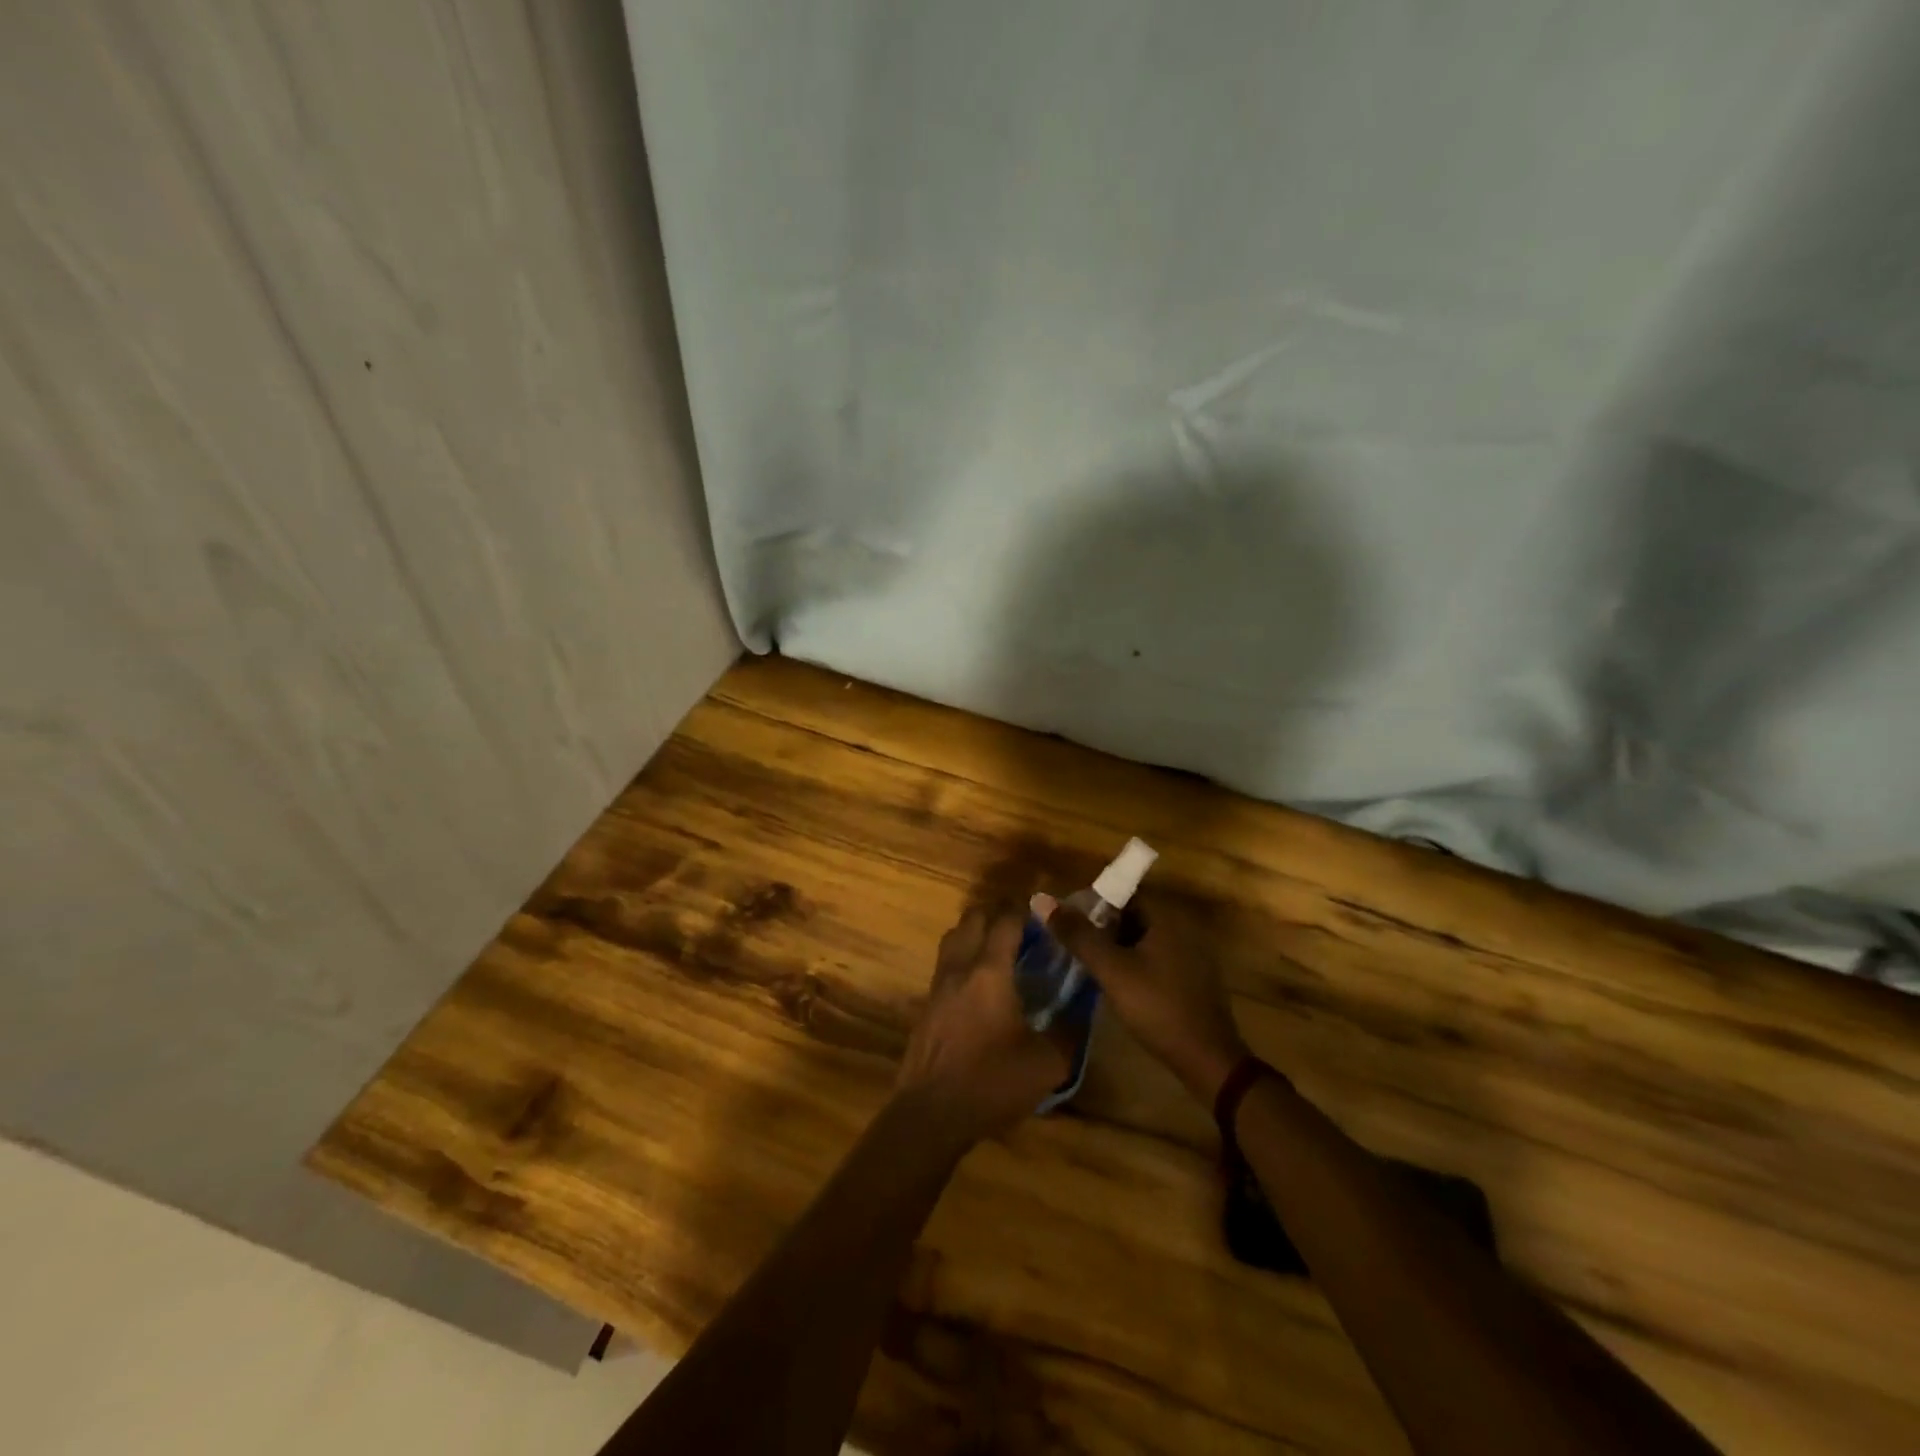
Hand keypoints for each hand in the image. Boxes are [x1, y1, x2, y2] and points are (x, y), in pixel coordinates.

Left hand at [896, 904, 1070, 1145]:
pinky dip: (964, 955)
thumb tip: (1084, 1009)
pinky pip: (946, 961)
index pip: (1006, 920)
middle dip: (999, 913)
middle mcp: (960, 967)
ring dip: (977, 931)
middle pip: (974, 918)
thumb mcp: (1047, 1064)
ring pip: (955, 936)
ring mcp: (938, 984)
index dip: (1025, 910)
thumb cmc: (991, 1083)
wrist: (931, 1114)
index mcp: (990, 972)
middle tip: (1025, 928)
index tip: (1045, 913)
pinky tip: (980, 981)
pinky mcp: (927, 1003)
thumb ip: (1070, 1031)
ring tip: (1001, 948)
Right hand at [1040, 896, 1247, 1104]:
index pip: (1124, 892)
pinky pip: (1156, 957)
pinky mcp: (1192, 976)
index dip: (1093, 903)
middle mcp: (1182, 926)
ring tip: (1087, 962)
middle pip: (1133, 914)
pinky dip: (1133, 962)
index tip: (1068, 922)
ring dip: (1116, 946)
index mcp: (1167, 916)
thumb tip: (1041, 899)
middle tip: (1073, 944)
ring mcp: (1191, 953)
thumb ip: (1078, 934)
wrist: (1207, 1059)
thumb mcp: (1112, 970)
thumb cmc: (1157, 1007)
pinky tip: (1116, 982)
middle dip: (1102, 926)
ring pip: (1143, 938)